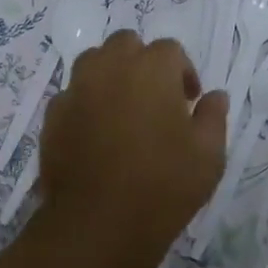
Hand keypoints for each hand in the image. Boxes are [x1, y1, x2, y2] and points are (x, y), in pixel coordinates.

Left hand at [39, 31, 227, 258]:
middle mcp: (110, 66)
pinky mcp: (53, 114)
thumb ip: (213, 117)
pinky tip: (96, 134)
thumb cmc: (163, 185)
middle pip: (126, 44)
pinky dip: (86, 102)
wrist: (97, 222)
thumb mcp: (208, 155)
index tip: (188, 103)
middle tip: (155, 98)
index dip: (183, 73)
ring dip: (111, 75)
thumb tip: (215, 96)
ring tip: (123, 110)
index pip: (170, 50)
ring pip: (94, 62)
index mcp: (151, 68)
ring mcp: (76, 88)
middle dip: (142, 62)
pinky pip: (73, 94)